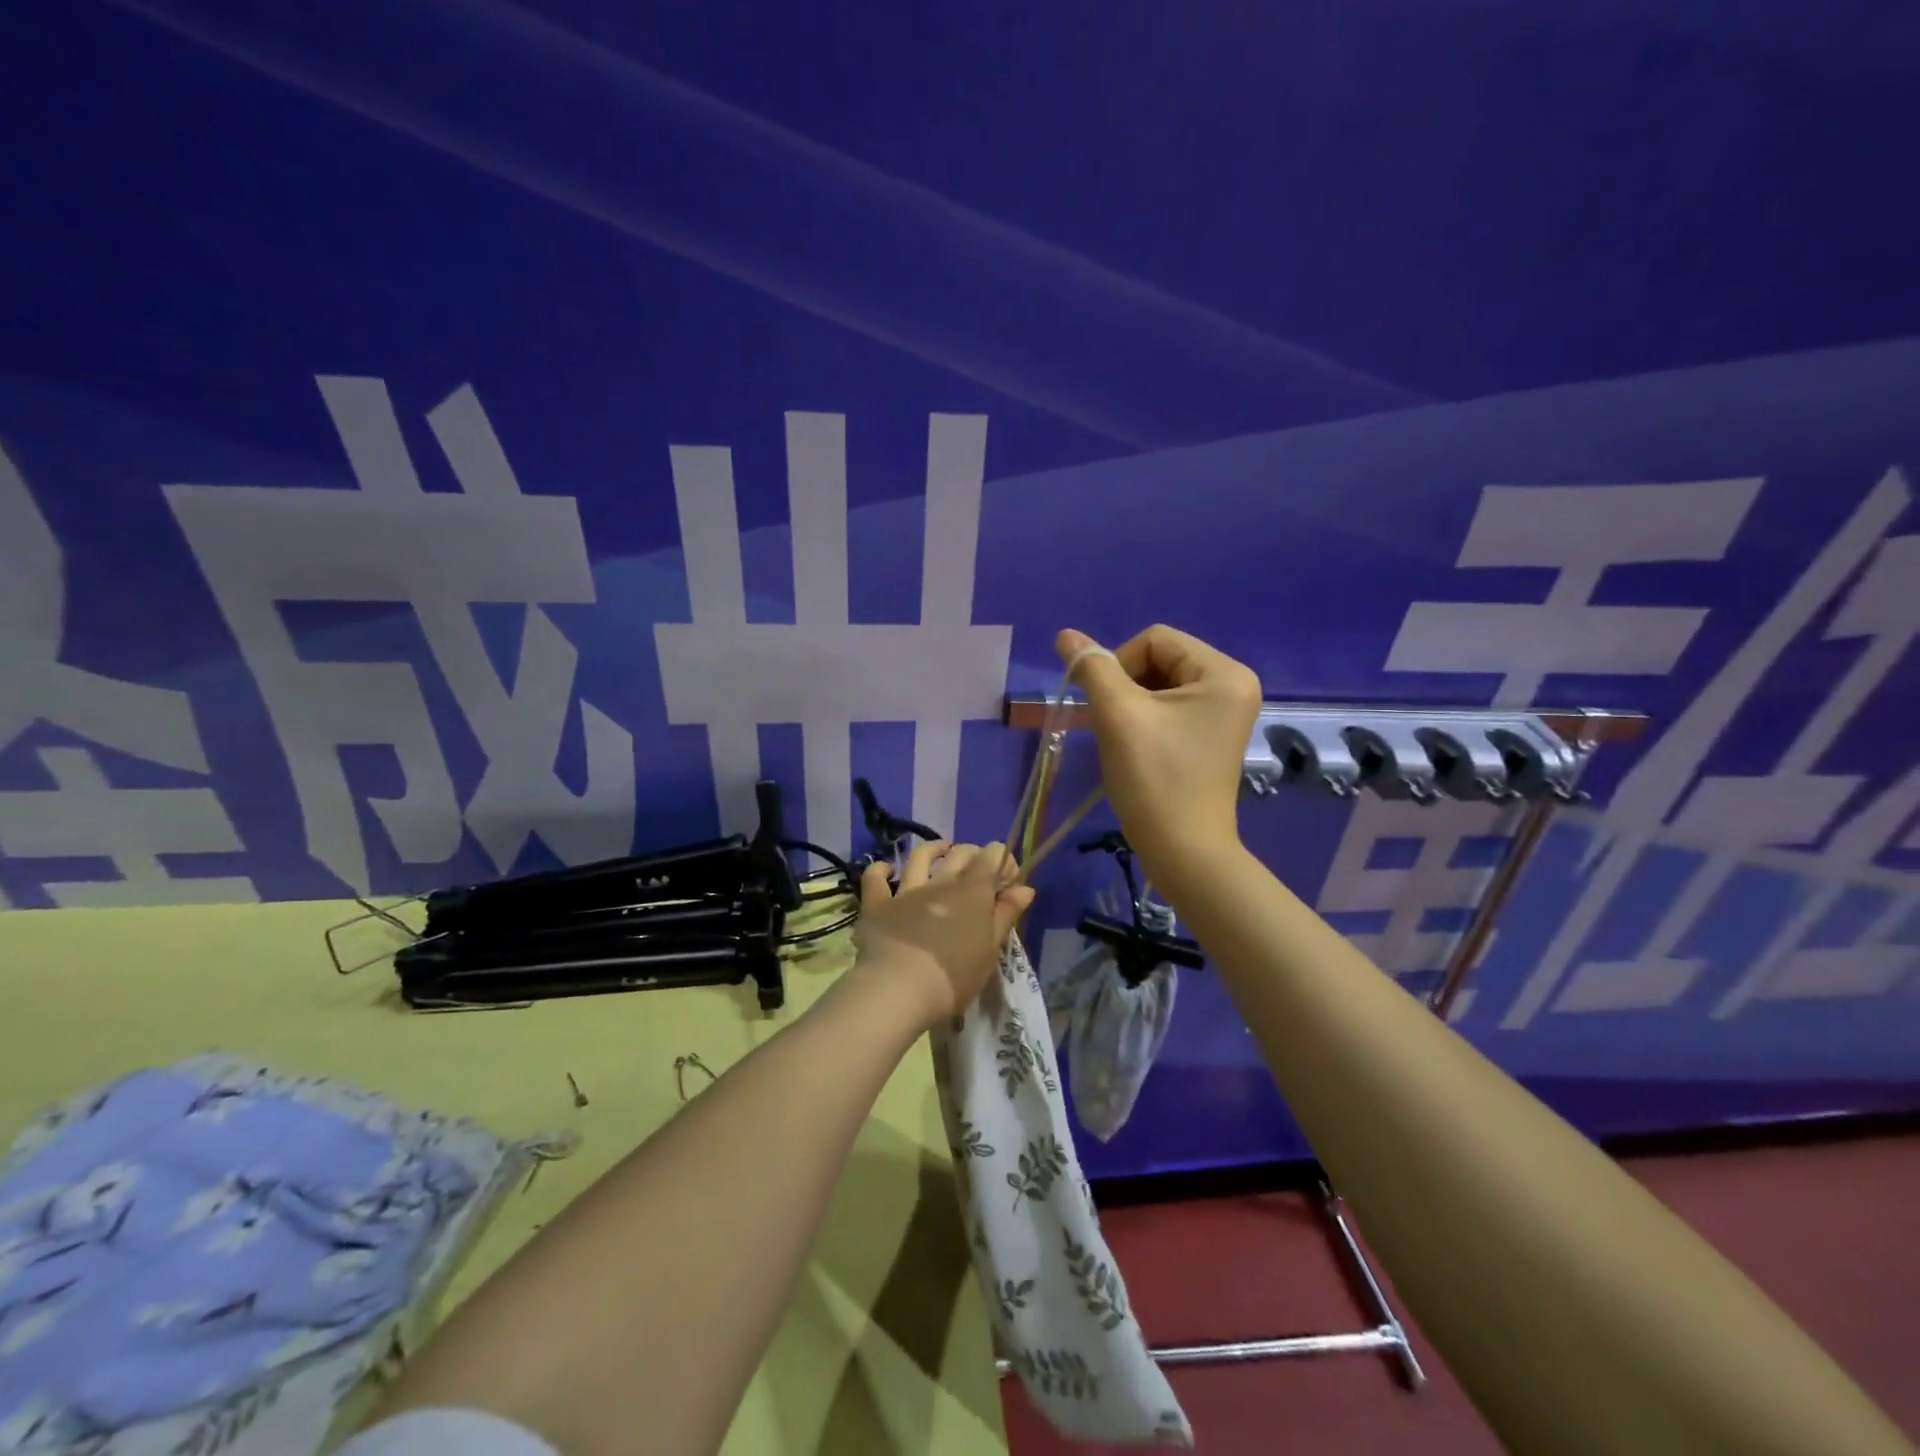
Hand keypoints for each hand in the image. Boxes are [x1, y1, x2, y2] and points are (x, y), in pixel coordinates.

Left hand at [851, 841, 1034, 1028]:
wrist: (899, 989)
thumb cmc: (954, 976)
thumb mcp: (990, 949)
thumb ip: (1005, 915)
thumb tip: (1025, 888)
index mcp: (972, 892)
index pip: (992, 858)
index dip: (1002, 861)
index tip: (1009, 877)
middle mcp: (940, 882)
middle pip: (960, 855)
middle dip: (973, 854)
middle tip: (978, 866)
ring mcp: (906, 891)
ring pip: (920, 858)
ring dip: (933, 849)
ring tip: (941, 849)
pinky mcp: (878, 904)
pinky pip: (875, 878)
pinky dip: (881, 869)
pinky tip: (886, 870)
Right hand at [1057, 625, 1261, 890]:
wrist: (1183, 852)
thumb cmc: (1154, 779)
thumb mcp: (1118, 715)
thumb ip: (1091, 668)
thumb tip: (1065, 635)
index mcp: (1224, 673)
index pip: (1154, 640)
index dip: (1118, 665)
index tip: (1106, 708)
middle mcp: (1234, 685)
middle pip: (1159, 660)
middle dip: (1125, 688)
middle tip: (1112, 727)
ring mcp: (1225, 714)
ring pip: (1159, 685)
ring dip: (1130, 705)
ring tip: (1123, 741)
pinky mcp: (1212, 737)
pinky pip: (1169, 709)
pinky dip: (1144, 721)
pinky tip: (1135, 749)